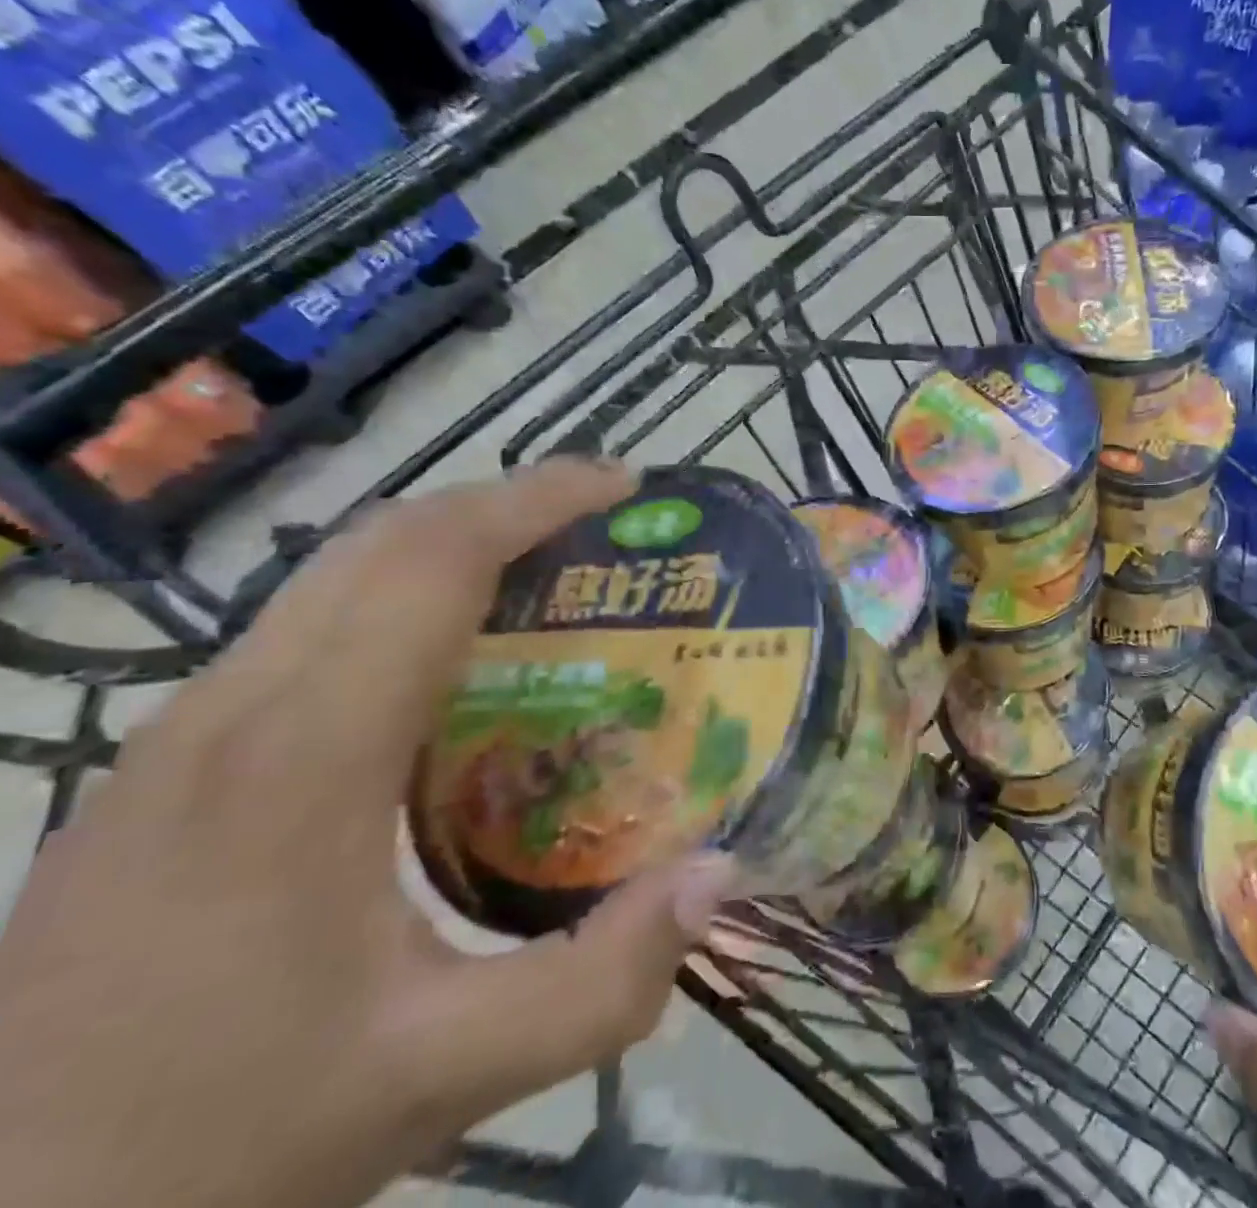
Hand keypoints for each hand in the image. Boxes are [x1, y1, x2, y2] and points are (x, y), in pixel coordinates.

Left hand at [0, 460, 736, 1207]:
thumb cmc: (207, 1149)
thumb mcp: (439, 1078)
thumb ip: (600, 984)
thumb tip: (719, 873)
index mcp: (301, 757)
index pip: (431, 562)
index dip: (535, 500)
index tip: (622, 484)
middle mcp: (232, 712)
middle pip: (383, 541)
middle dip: (507, 502)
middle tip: (606, 520)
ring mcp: (183, 733)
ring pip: (338, 573)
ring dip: (455, 542)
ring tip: (552, 568)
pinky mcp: (168, 763)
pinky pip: (311, 625)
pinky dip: (406, 594)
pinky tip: (460, 656)